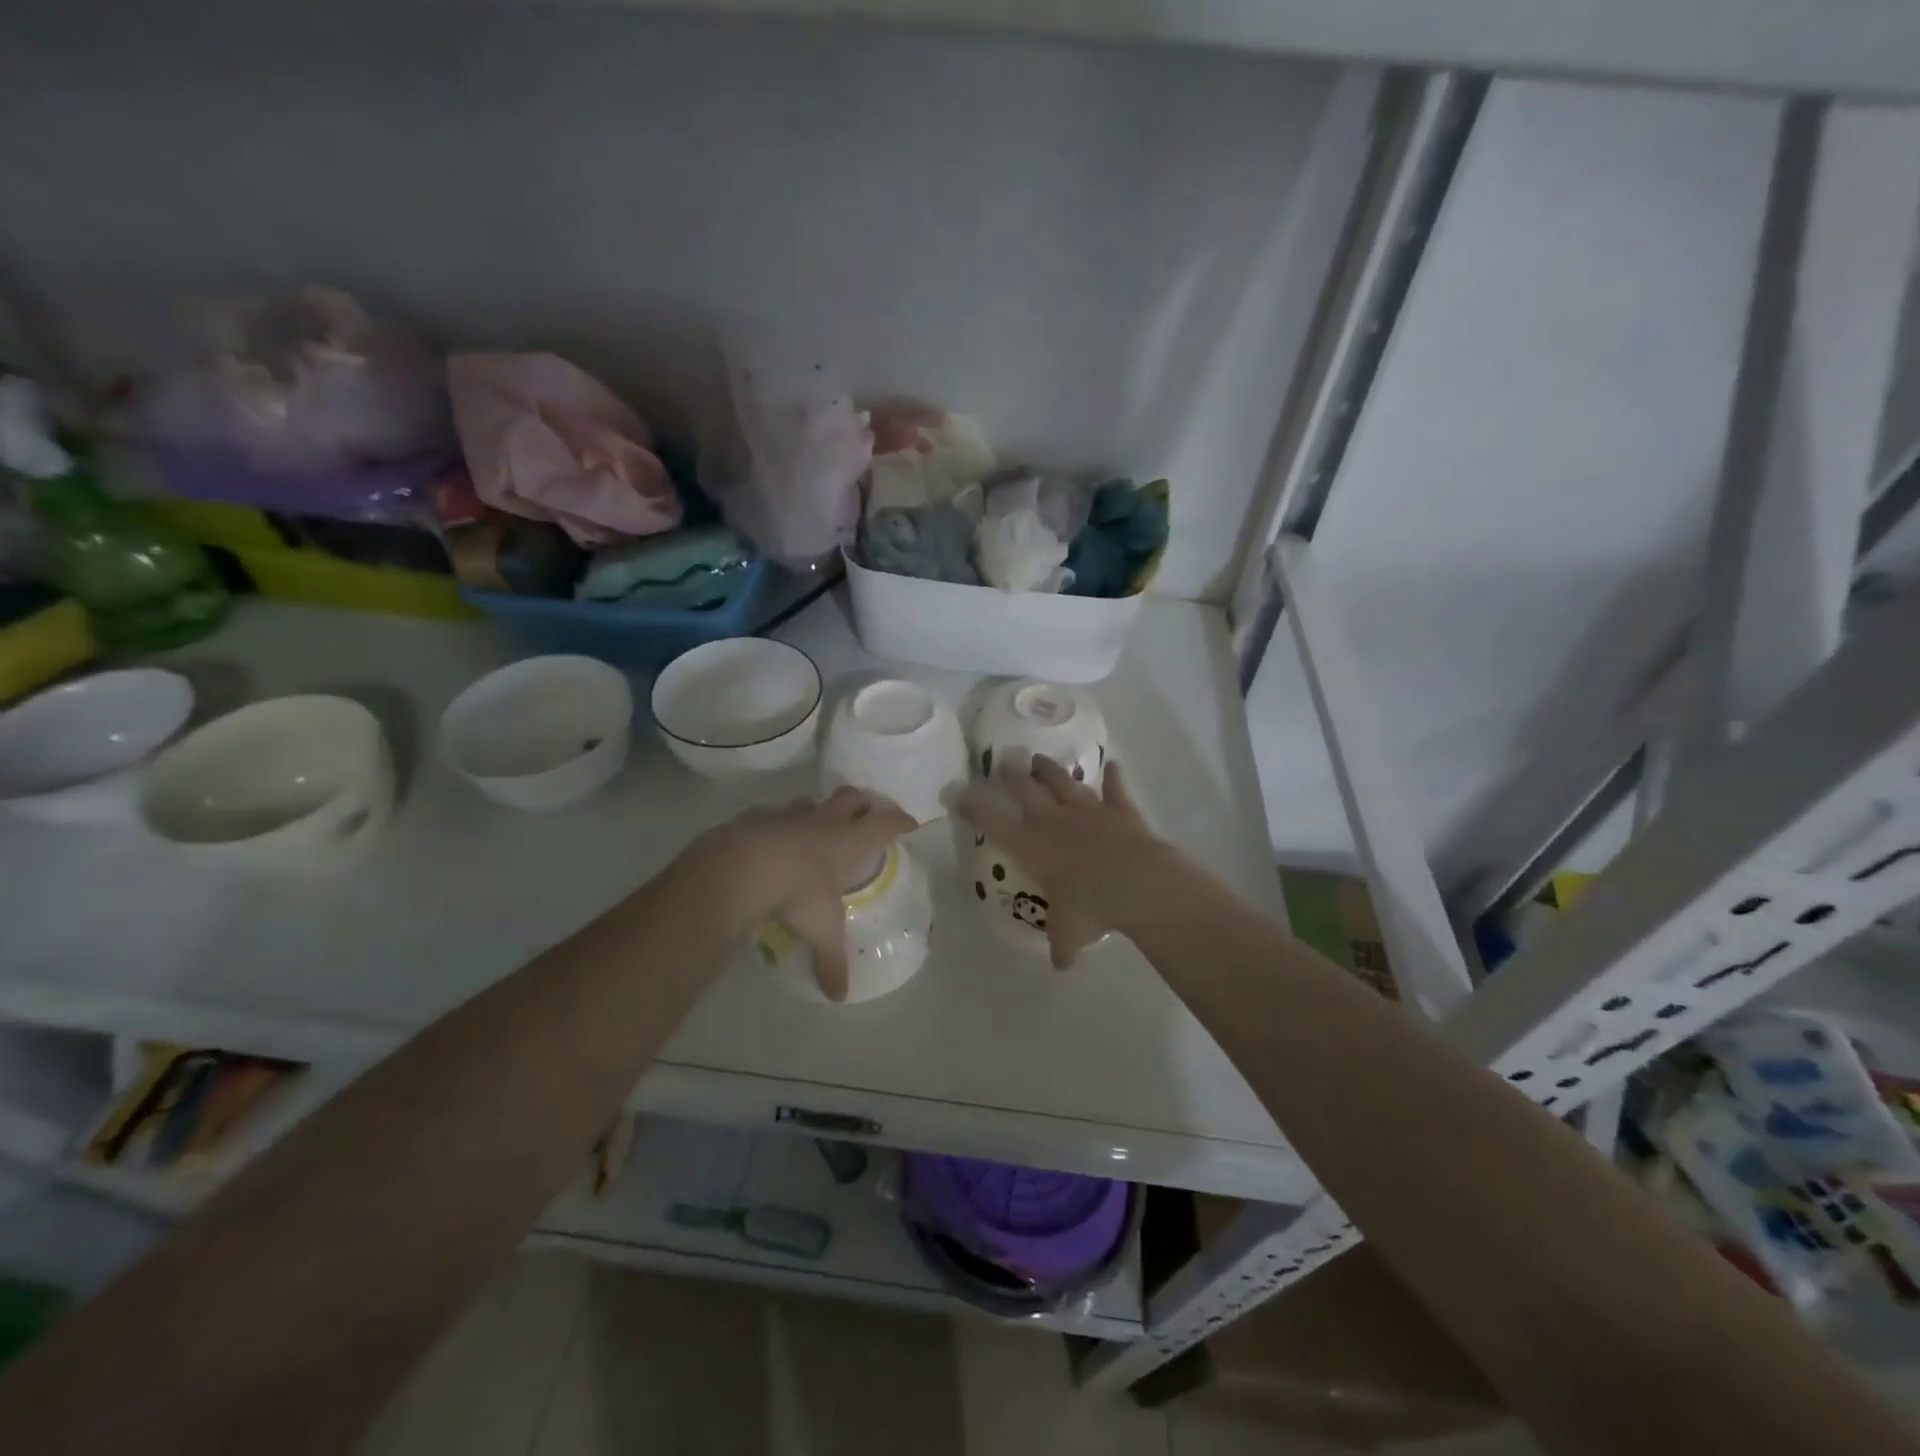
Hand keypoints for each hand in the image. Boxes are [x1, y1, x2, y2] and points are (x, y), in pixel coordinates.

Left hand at [683, 788, 916, 1000]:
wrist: (742, 866)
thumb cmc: (798, 893)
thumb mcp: (821, 930)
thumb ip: (831, 961)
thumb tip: (838, 995)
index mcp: (849, 842)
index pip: (886, 824)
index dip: (900, 822)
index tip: (910, 822)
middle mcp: (823, 822)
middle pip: (851, 798)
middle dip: (862, 802)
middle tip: (867, 810)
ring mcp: (788, 816)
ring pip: (811, 803)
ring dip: (819, 810)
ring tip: (818, 822)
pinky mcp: (756, 818)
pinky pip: (772, 814)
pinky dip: (778, 823)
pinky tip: (771, 837)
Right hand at [958, 757, 1178, 967]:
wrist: (1136, 883)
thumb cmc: (1090, 908)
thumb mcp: (1069, 933)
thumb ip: (1062, 944)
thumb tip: (1062, 964)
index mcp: (1031, 847)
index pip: (993, 824)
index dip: (975, 810)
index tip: (960, 796)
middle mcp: (1054, 821)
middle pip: (1025, 790)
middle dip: (1011, 777)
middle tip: (1002, 765)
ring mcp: (1088, 810)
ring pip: (1063, 781)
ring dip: (1050, 770)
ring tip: (1039, 759)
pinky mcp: (1119, 808)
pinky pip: (1115, 788)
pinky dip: (1114, 777)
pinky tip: (1113, 765)